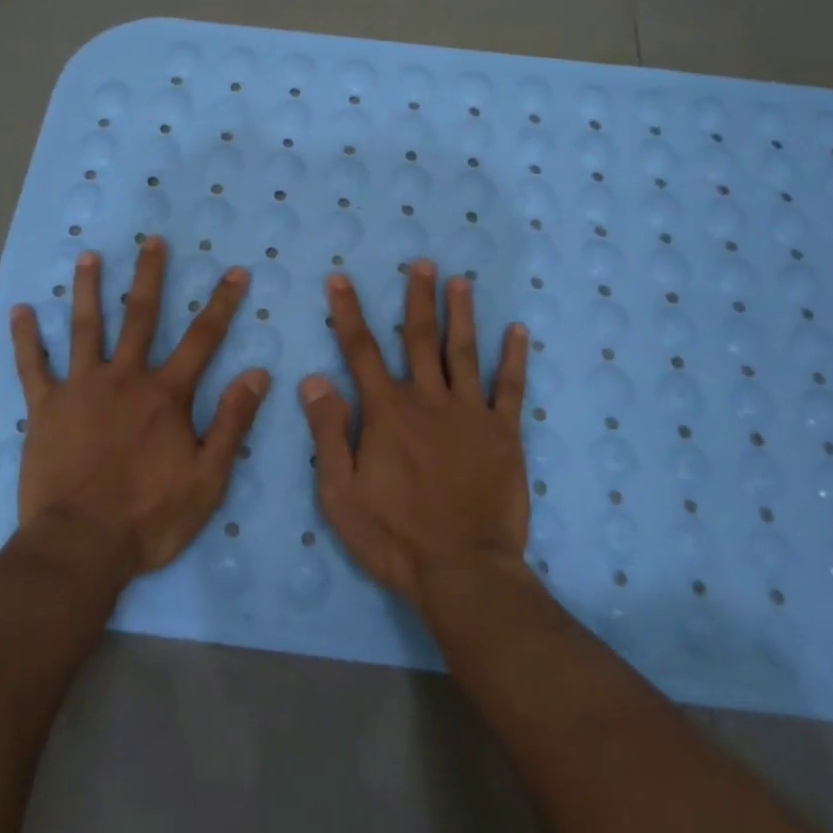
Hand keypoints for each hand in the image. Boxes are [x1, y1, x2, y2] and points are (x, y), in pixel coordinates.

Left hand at [10, 237, 270, 578]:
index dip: (222, 303)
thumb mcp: (209, 477)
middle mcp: (124, 378)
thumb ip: (233, 421)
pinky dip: (25, 337)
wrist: (80, 547)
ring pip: (85, 327)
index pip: (202, 338)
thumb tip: (258, 373)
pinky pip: (32, 366)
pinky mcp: (44, 408)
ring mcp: (80, 389)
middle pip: (140, 316)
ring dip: (88, 288)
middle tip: (152, 239)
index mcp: (165, 394)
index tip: (235, 271)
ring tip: (88, 254)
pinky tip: (19, 310)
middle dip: (150, 275)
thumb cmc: (150, 517)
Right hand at [302, 259, 530, 607]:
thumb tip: (315, 379)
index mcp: (386, 412)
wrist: (462, 570)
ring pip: (464, 352)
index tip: (341, 279)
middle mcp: (428, 400)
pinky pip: (510, 387)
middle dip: (418, 298)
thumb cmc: (393, 536)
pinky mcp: (503, 433)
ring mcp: (470, 413)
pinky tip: (518, 331)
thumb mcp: (340, 492)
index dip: (348, 312)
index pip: (361, 350)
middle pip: (420, 338)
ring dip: (462, 313)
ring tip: (462, 280)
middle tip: (423, 262)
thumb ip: (328, 432)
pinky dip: (514, 358)